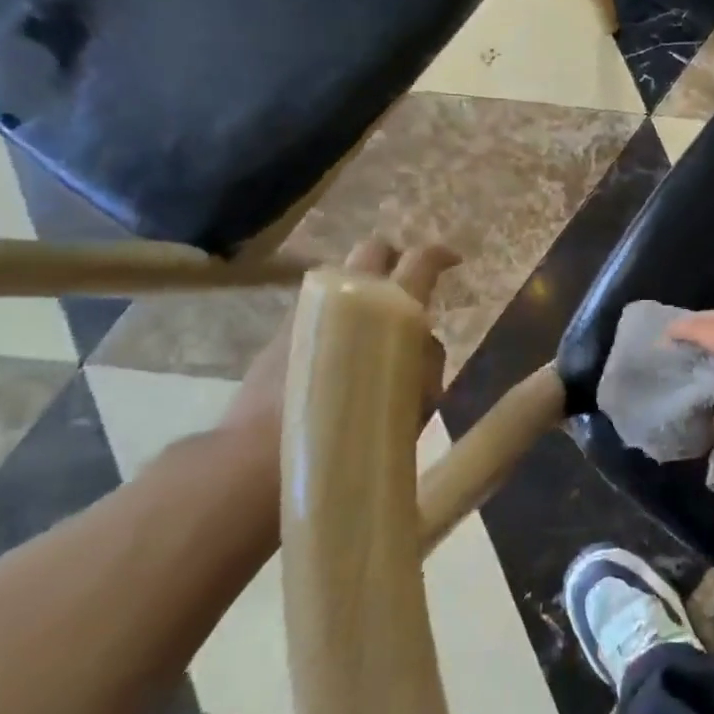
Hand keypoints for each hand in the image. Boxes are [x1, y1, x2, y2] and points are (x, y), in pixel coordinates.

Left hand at [221, 236, 456, 454]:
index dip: (439, 256)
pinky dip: (335, 317)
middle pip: (374, 251)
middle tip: (408, 286)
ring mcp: (307, 309)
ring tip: (372, 327)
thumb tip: (425, 346)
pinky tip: (339, 352)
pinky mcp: (278, 332)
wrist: (260, 462)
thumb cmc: (351, 434)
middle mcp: (346, 294)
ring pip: (343, 280)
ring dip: (362, 291)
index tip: (453, 261)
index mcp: (388, 307)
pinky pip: (318, 309)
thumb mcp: (413, 403)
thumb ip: (425, 364)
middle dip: (394, 259)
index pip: (420, 262)